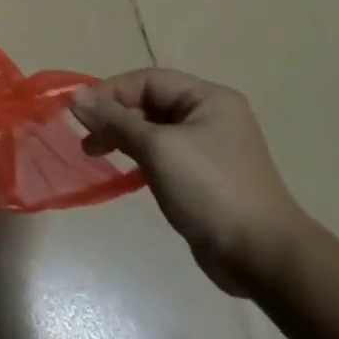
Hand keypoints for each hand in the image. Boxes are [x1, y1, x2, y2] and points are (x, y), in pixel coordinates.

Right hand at [72, 69, 306, 296]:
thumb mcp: (157, 148)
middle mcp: (210, 116)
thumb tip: (75, 95)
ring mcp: (208, 148)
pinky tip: (123, 171)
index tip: (81, 114)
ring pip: (152, 130)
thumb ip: (114, 119)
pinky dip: (138, 157)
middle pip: (149, 103)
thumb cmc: (211, 190)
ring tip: (95, 153)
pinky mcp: (203, 177)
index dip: (111, 92)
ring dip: (122, 137)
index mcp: (208, 98)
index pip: (147, 80)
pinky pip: (162, 154)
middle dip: (114, 116)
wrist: (263, 258)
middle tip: (86, 139)